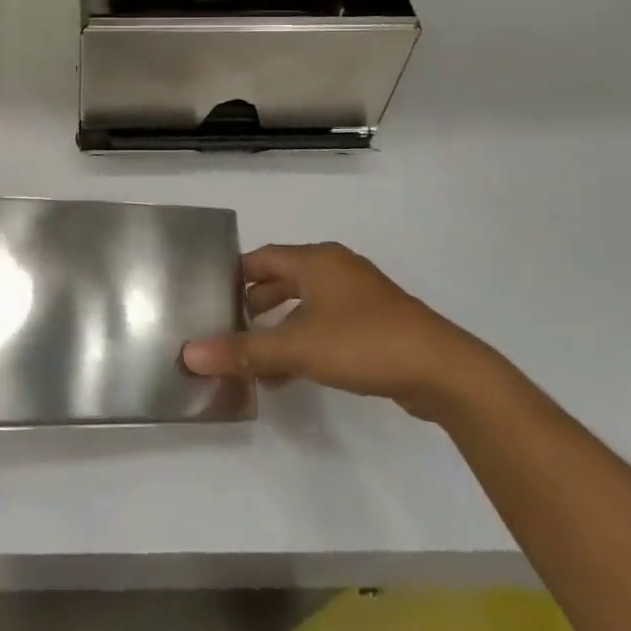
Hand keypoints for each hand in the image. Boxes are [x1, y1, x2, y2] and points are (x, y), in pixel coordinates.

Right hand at [181, 242, 495, 419]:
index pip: (261, 258)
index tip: (208, 297)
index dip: (233, 275)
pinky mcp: (376, 322)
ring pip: (306, 303)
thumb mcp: (296, 347)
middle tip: (227, 327)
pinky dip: (305, 339)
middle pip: (282, 278)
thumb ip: (243, 351)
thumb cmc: (363, 342)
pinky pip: (327, 323)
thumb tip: (189, 354)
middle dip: (254, 303)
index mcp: (316, 260)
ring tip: (255, 354)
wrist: (442, 370)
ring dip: (279, 326)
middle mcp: (336, 268)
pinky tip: (293, 372)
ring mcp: (360, 295)